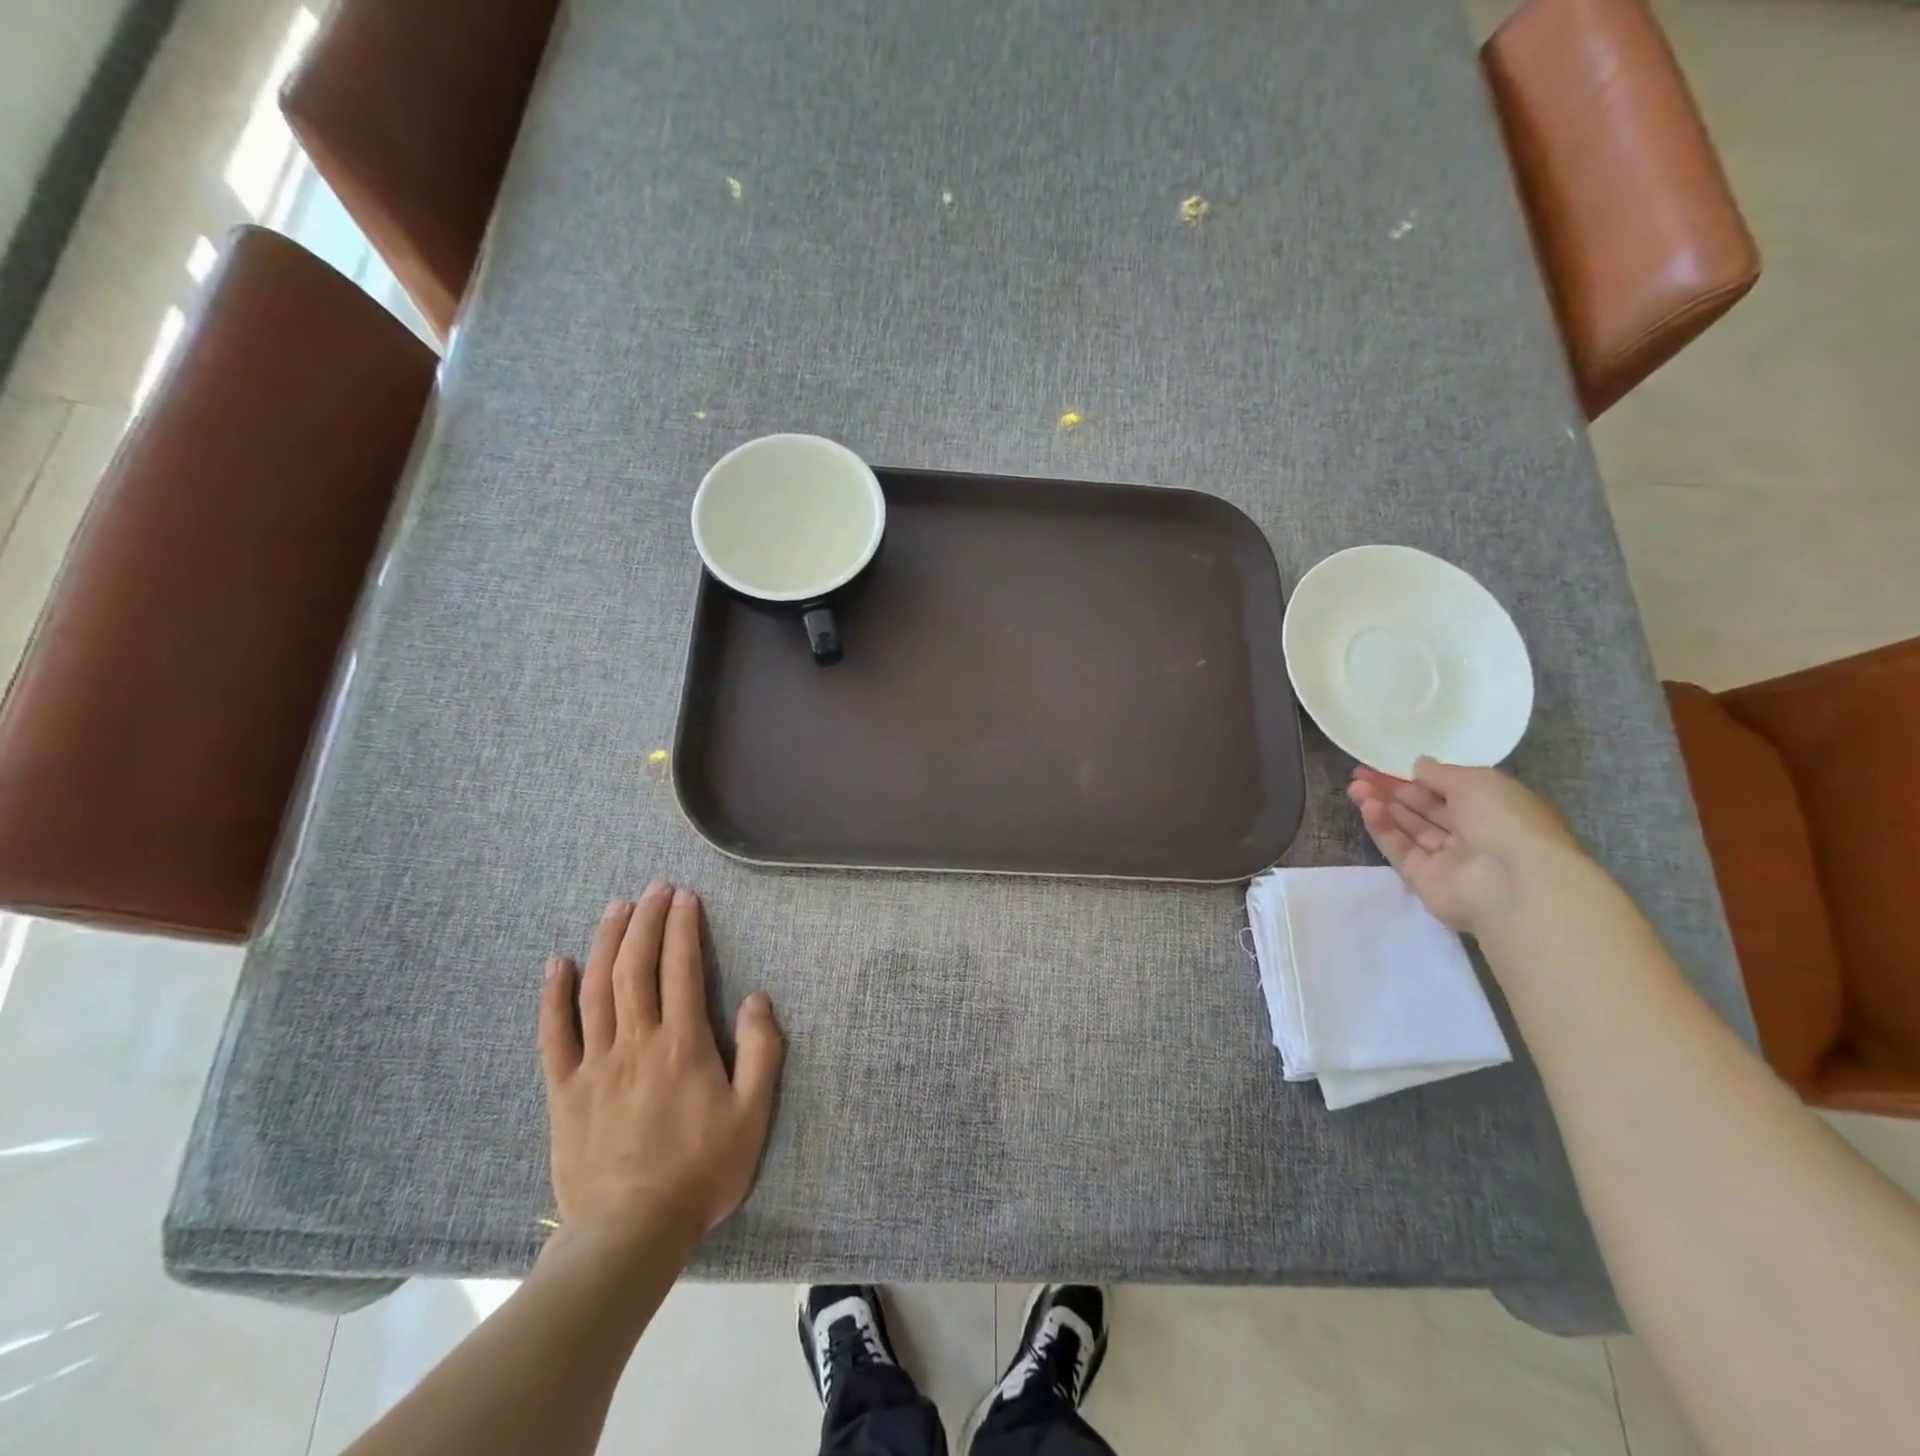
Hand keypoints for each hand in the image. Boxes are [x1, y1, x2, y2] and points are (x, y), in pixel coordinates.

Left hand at [539, 883, 784, 1243]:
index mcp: (682, 1044)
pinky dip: (554, 996)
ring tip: (616, 907)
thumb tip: (757, 998)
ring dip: (607, 942)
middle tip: (654, 888)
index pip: (681, 969)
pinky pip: (554, 1035)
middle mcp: (636, 1042)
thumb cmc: (701, 1171)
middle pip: (635, 967)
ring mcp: (594, 1064)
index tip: (685, 897)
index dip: (683, 928)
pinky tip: (558, 964)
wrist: (629, 1234)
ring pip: (596, 989)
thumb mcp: (753, 1115)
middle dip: (646, 921)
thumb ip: (762, 1052)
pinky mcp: (564, 1090)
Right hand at [1346, 758, 1584, 934]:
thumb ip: (1442, 773)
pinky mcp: (1424, 879)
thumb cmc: (1506, 821)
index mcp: (1495, 809)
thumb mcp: (1477, 781)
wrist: (1514, 884)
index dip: (1419, 776)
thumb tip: (1418, 765)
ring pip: (1409, 828)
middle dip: (1393, 789)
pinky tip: (1367, 808)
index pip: (1451, 790)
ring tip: (1355, 787)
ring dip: (1383, 805)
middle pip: (1425, 808)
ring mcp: (1448, 859)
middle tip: (1359, 774)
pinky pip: (1400, 849)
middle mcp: (1473, 834)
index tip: (1387, 764)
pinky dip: (1383, 828)